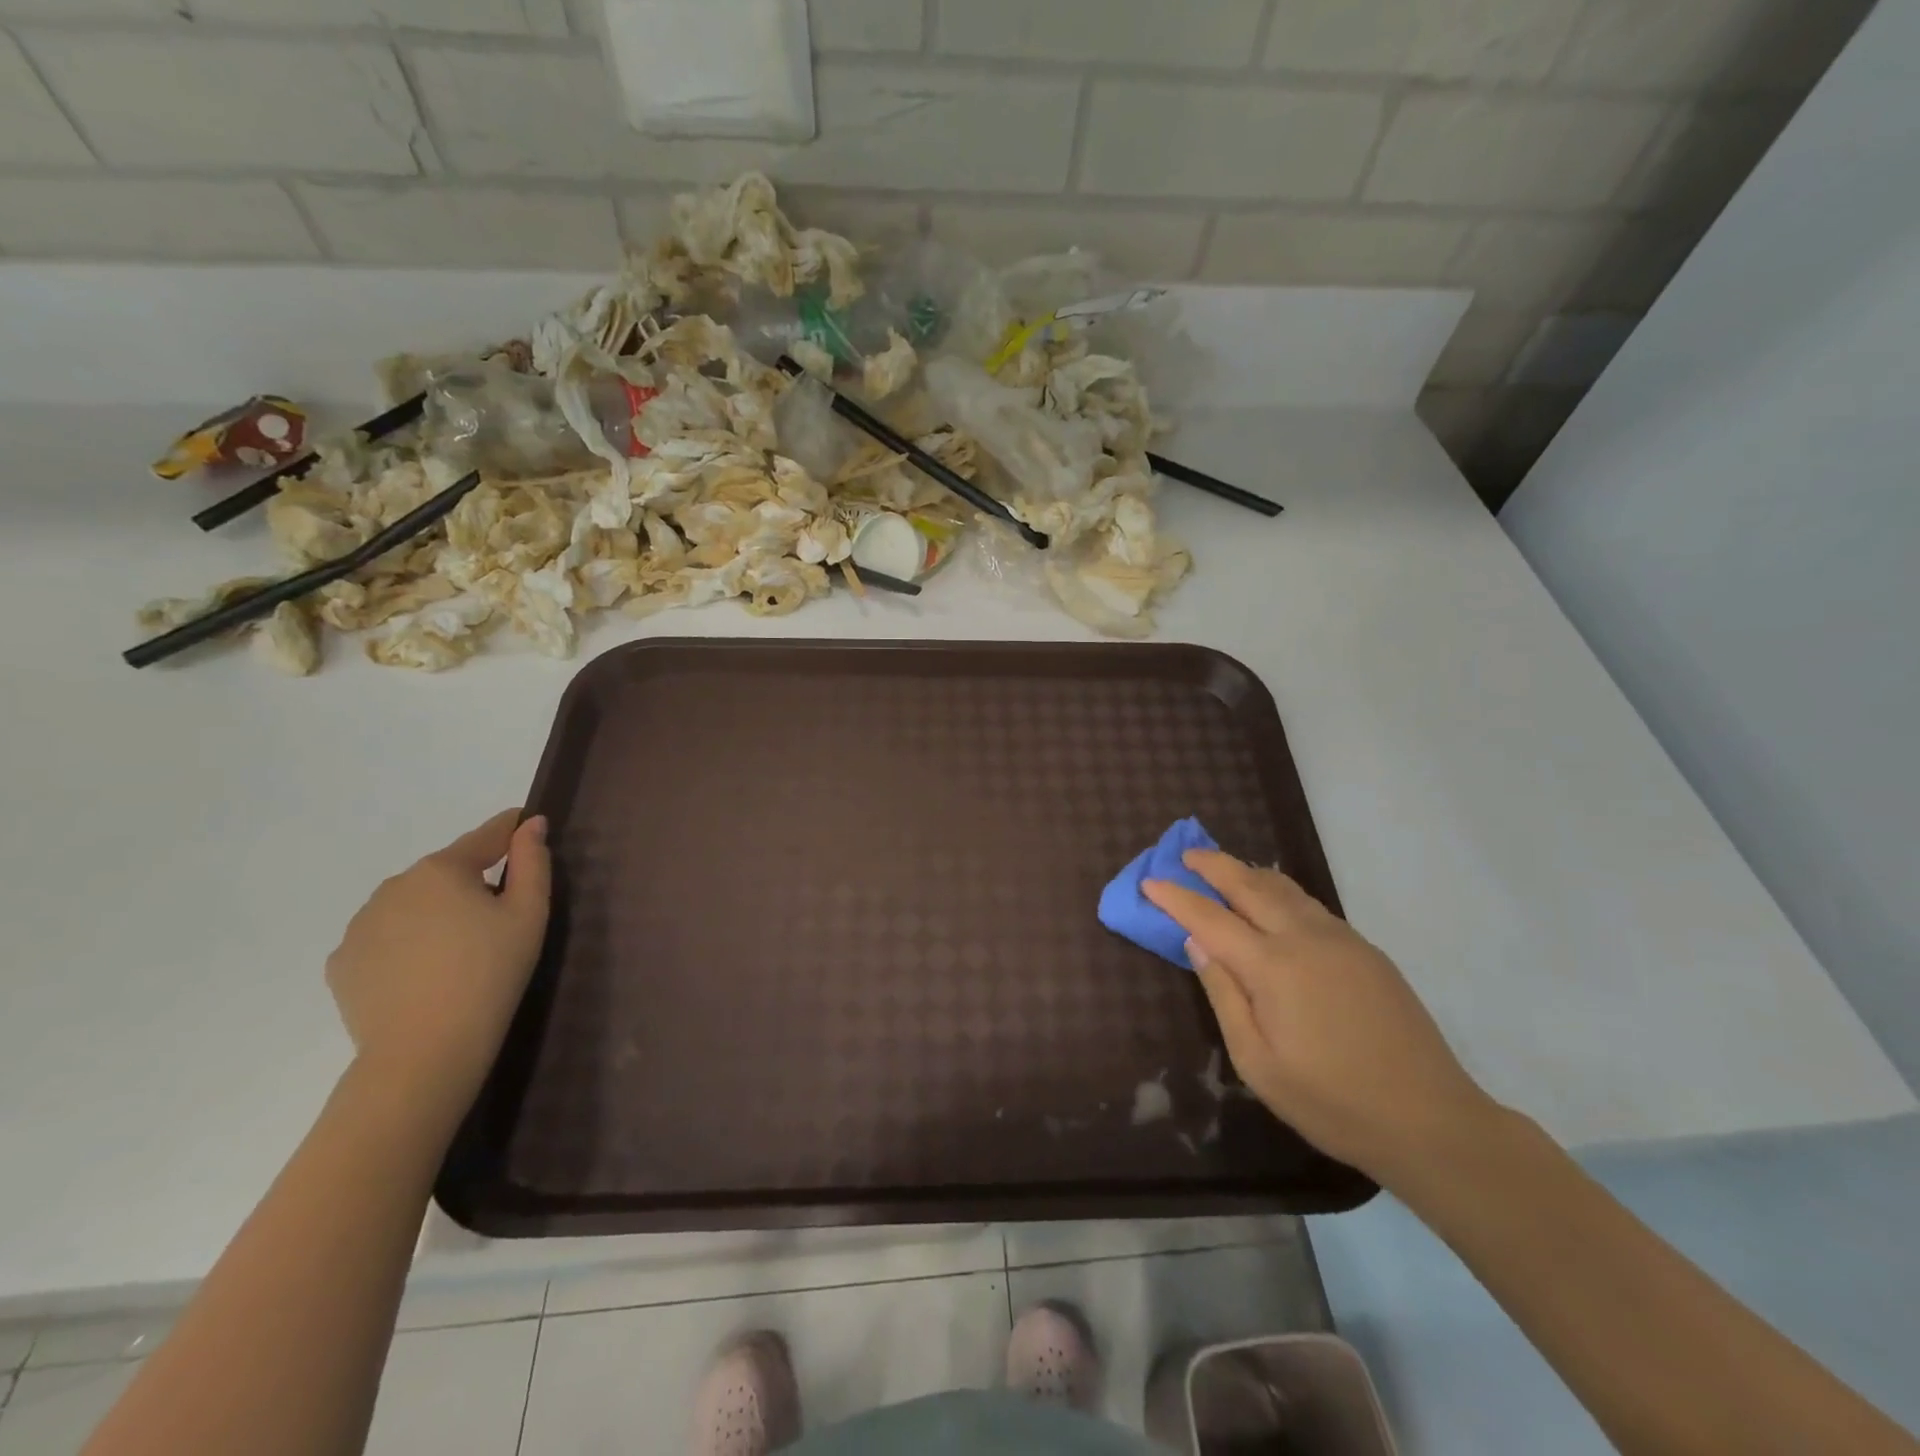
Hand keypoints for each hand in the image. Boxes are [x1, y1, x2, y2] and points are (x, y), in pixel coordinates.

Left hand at [326, 810, 551, 1124]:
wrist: (424, 1051)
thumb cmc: (490, 974)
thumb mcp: (528, 914)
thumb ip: (532, 862)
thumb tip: (530, 824)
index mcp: (442, 869)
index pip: (485, 837)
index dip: (510, 829)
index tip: (526, 824)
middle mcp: (394, 886)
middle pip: (446, 872)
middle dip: (472, 883)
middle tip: (499, 917)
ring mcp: (360, 925)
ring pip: (412, 905)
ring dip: (436, 913)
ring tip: (459, 951)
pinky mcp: (342, 962)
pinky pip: (385, 938)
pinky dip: (406, 944)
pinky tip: (424, 972)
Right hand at [1145, 852, 1496, 1185]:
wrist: (1432, 1121)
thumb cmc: (1332, 1102)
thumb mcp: (1257, 1062)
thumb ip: (1223, 996)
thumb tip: (1197, 944)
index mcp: (1272, 967)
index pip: (1209, 918)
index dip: (1176, 897)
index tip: (1149, 881)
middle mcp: (1304, 938)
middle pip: (1249, 885)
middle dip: (1212, 865)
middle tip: (1185, 854)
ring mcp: (1340, 940)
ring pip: (1284, 888)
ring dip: (1247, 871)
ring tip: (1223, 867)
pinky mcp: (1365, 950)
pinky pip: (1310, 904)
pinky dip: (1279, 890)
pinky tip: (1273, 898)